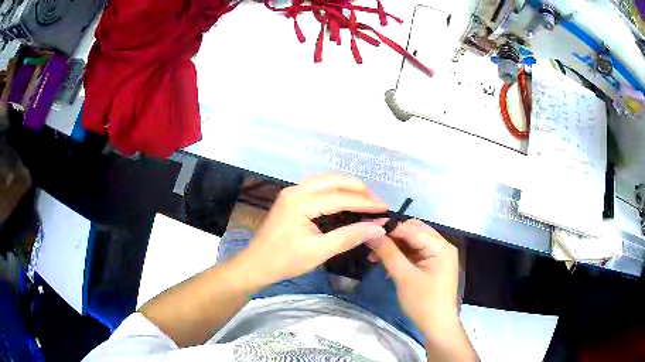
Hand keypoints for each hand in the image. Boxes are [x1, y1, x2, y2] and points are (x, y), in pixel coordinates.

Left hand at [236, 174, 386, 289]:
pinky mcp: (291, 198)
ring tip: (366, 202)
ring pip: (326, 181)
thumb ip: (349, 237)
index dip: (365, 203)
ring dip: (348, 189)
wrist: (255, 265)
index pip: (341, 197)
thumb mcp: (319, 251)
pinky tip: (347, 202)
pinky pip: (319, 188)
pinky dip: (336, 192)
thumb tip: (378, 227)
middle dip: (359, 190)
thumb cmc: (285, 261)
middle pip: (334, 180)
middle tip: (377, 204)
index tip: (385, 209)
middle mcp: (296, 190)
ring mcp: (292, 192)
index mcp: (301, 201)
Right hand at [368, 219, 460, 335]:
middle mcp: (441, 246)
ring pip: (412, 242)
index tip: (367, 232)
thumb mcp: (404, 277)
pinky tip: (387, 266)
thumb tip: (372, 233)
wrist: (437, 326)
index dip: (389, 229)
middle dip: (391, 237)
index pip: (411, 228)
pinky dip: (400, 257)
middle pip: (413, 232)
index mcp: (440, 246)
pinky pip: (414, 254)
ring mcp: (438, 255)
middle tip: (371, 246)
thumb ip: (388, 253)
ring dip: (393, 248)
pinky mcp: (432, 265)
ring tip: (374, 258)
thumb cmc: (423, 302)